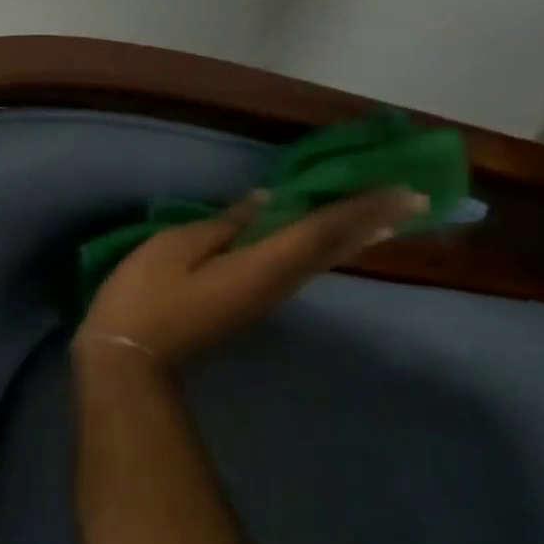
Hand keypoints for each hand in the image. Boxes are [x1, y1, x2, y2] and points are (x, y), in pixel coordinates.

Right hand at [79, 187, 428, 367]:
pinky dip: (324, 250)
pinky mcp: (248, 306)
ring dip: (353, 238)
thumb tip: (263, 204)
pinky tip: (326, 243)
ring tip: (385, 218)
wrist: (129, 354)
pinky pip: (299, 270)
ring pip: (320, 263)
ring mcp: (263, 300)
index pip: (320, 230)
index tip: (404, 188)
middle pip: (330, 249)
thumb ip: (221, 225)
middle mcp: (275, 285)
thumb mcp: (172, 249)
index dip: (359, 207)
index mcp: (259, 266)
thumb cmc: (144, 297)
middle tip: (415, 199)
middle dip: (370, 223)